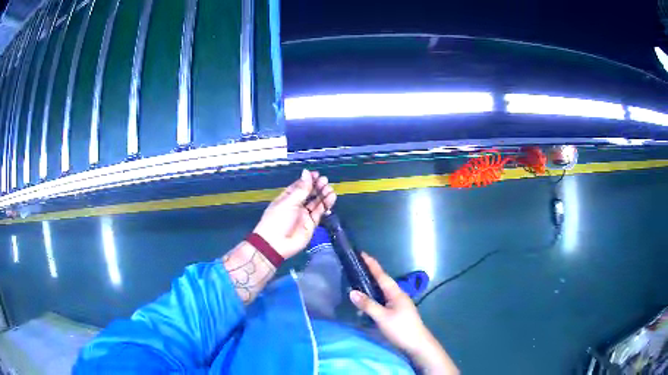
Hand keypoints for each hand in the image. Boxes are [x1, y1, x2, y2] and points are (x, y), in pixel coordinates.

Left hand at [253, 169, 335, 258]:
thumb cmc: (278, 220)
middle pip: (309, 193)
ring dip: (323, 195)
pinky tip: (331, 198)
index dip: (308, 180)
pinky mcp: (311, 224)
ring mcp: (304, 214)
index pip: (299, 186)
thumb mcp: (289, 202)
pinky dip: (326, 205)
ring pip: (316, 202)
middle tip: (325, 181)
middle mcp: (296, 205)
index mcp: (287, 197)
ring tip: (330, 189)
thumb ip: (301, 189)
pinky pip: (320, 212)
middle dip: (317, 186)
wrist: (276, 244)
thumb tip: (306, 172)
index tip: (317, 174)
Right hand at [350, 253, 458, 373]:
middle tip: (355, 267)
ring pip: (381, 292)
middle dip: (369, 273)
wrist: (417, 344)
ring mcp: (398, 304)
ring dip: (370, 286)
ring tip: (356, 282)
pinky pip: (382, 300)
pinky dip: (373, 298)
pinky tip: (366, 303)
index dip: (371, 264)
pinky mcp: (396, 312)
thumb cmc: (401, 328)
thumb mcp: (382, 317)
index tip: (361, 253)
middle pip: (382, 281)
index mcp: (396, 293)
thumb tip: (352, 291)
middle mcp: (397, 295)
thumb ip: (368, 304)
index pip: (381, 275)